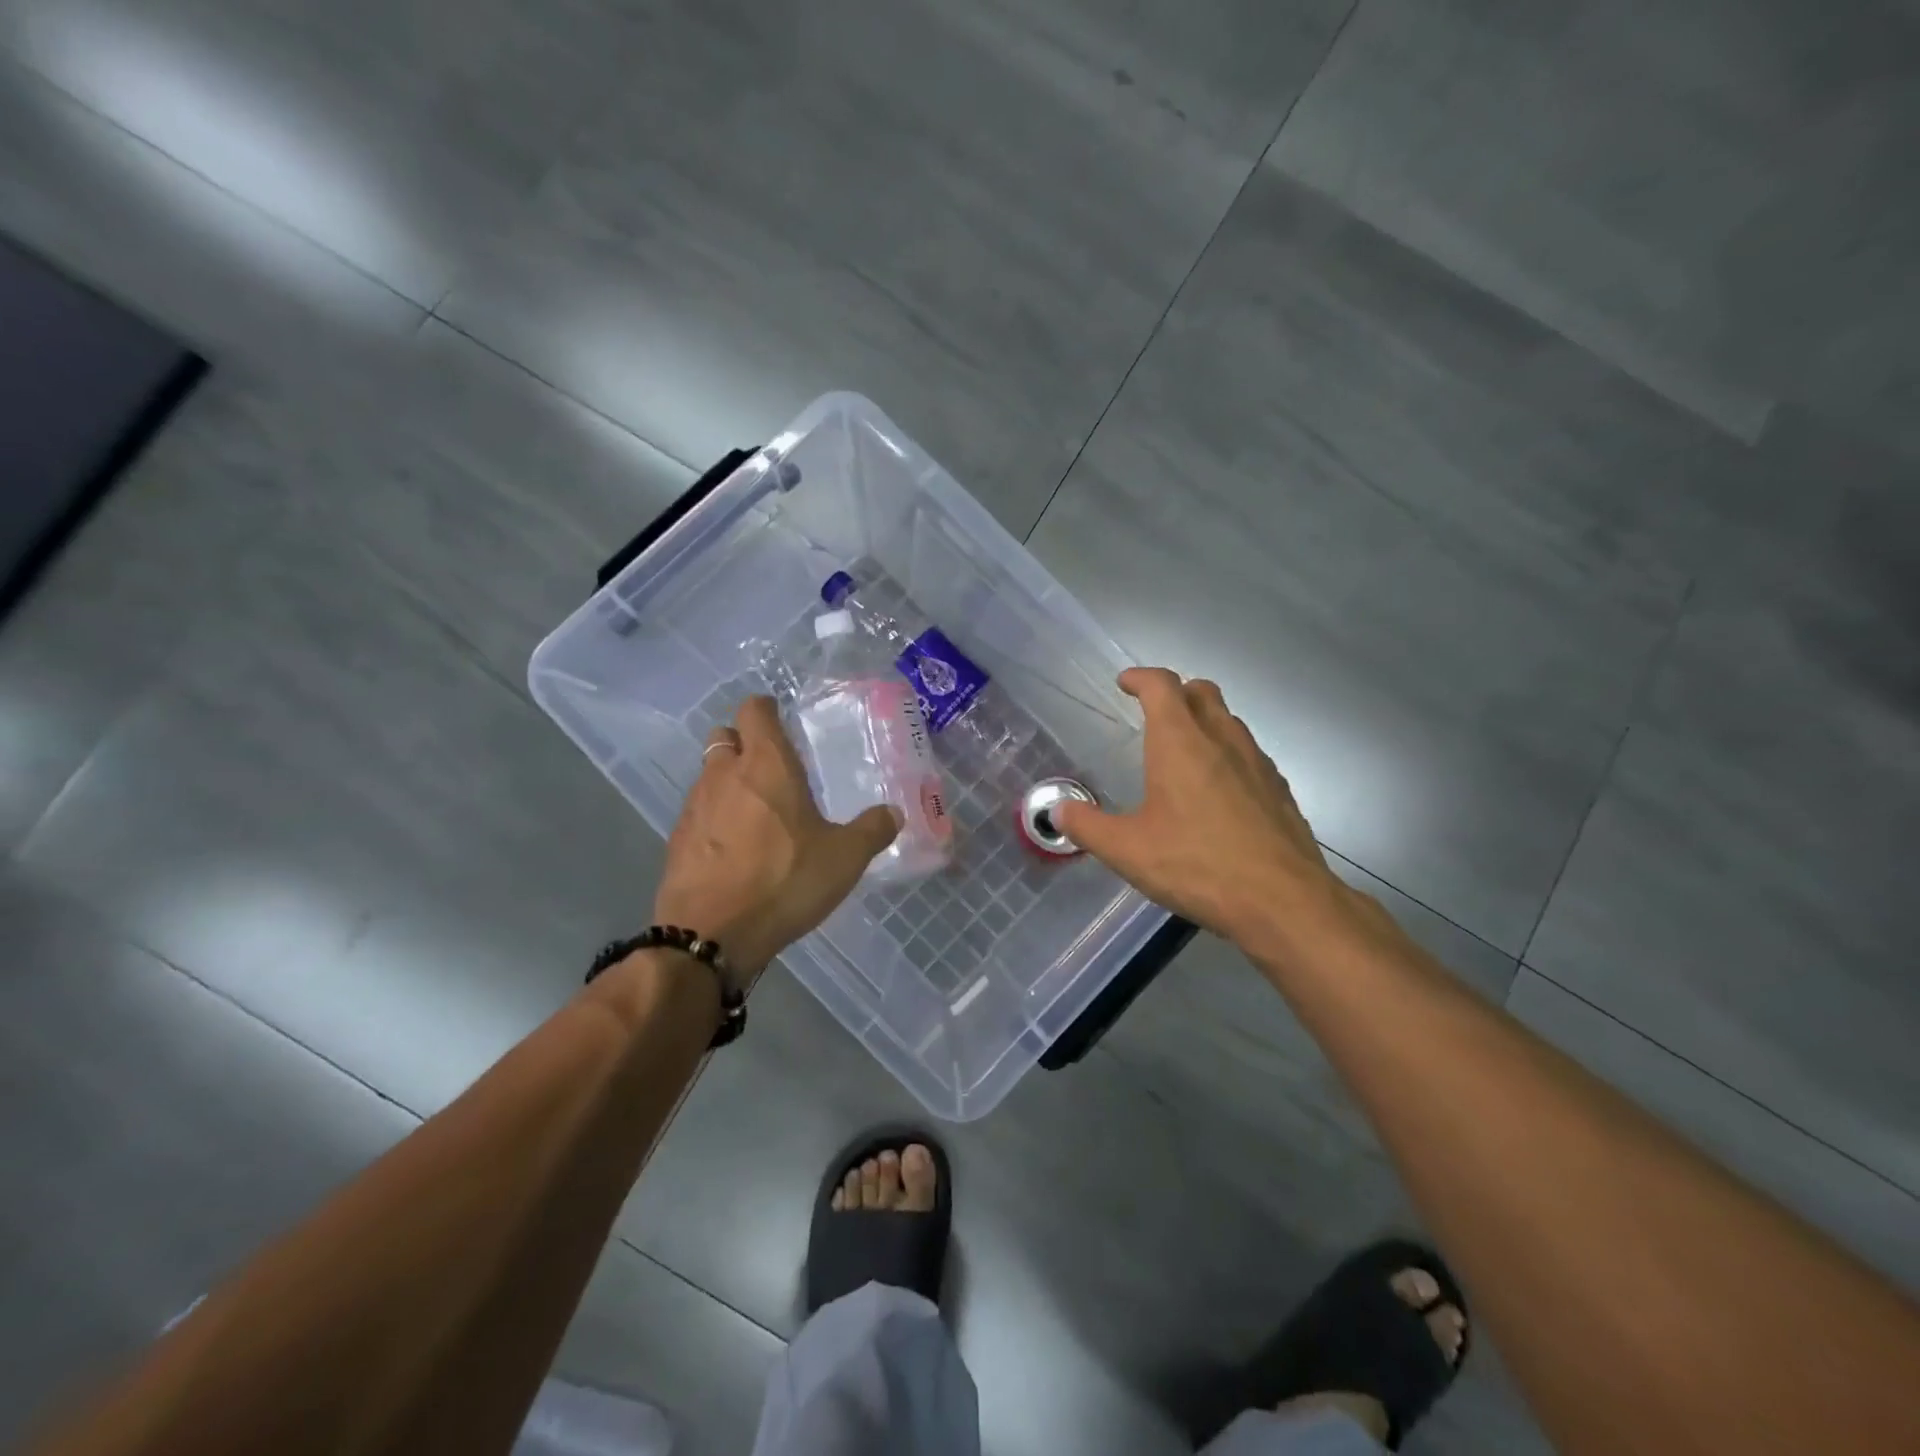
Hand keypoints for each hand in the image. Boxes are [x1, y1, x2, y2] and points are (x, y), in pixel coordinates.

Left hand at [653, 696, 899, 976]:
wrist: (710, 934)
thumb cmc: (784, 880)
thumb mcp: (844, 858)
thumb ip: (872, 830)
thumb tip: (894, 813)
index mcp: (766, 764)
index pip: (755, 710)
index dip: (767, 709)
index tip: (782, 720)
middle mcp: (724, 774)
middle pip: (724, 737)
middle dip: (744, 743)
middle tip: (772, 768)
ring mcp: (694, 807)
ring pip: (709, 775)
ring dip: (728, 782)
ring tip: (757, 813)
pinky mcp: (677, 841)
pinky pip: (698, 814)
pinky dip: (714, 819)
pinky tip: (734, 849)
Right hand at [1051, 668, 1348, 946]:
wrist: (1284, 902)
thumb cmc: (1198, 866)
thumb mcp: (1128, 851)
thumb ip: (1088, 826)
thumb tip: (1060, 810)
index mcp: (1181, 742)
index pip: (1161, 686)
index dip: (1140, 678)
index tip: (1125, 683)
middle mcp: (1222, 740)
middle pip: (1201, 692)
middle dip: (1174, 692)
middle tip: (1153, 712)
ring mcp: (1257, 763)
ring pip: (1229, 720)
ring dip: (1204, 721)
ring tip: (1183, 751)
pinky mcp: (1279, 790)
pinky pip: (1248, 753)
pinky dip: (1227, 753)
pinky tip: (1218, 790)